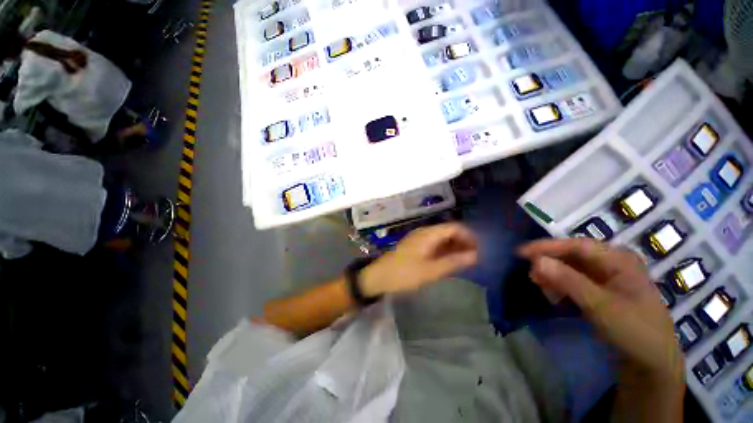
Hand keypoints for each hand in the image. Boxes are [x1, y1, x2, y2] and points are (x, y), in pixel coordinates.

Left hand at [360, 223, 477, 296]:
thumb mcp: (430, 270)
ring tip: (466, 261)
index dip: (469, 236)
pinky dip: (445, 251)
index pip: (455, 227)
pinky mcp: (415, 247)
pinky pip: (434, 245)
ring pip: (442, 238)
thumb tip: (476, 255)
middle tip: (475, 258)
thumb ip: (453, 262)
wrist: (378, 277)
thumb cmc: (404, 274)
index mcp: (428, 234)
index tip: (480, 250)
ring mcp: (419, 239)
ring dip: (454, 247)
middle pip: (449, 231)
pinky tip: (450, 261)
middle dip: (463, 242)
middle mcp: (424, 232)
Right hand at [518, 238, 684, 384]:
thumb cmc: (634, 330)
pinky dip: (562, 287)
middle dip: (550, 263)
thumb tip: (536, 261)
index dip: (547, 247)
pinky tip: (554, 296)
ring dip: (554, 276)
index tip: (522, 252)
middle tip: (531, 274)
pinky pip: (577, 283)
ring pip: (573, 269)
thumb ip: (568, 281)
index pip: (577, 245)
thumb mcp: (600, 305)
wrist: (654, 364)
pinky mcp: (603, 293)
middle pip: (573, 256)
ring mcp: (609, 279)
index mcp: (619, 260)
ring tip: (540, 286)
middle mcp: (613, 264)